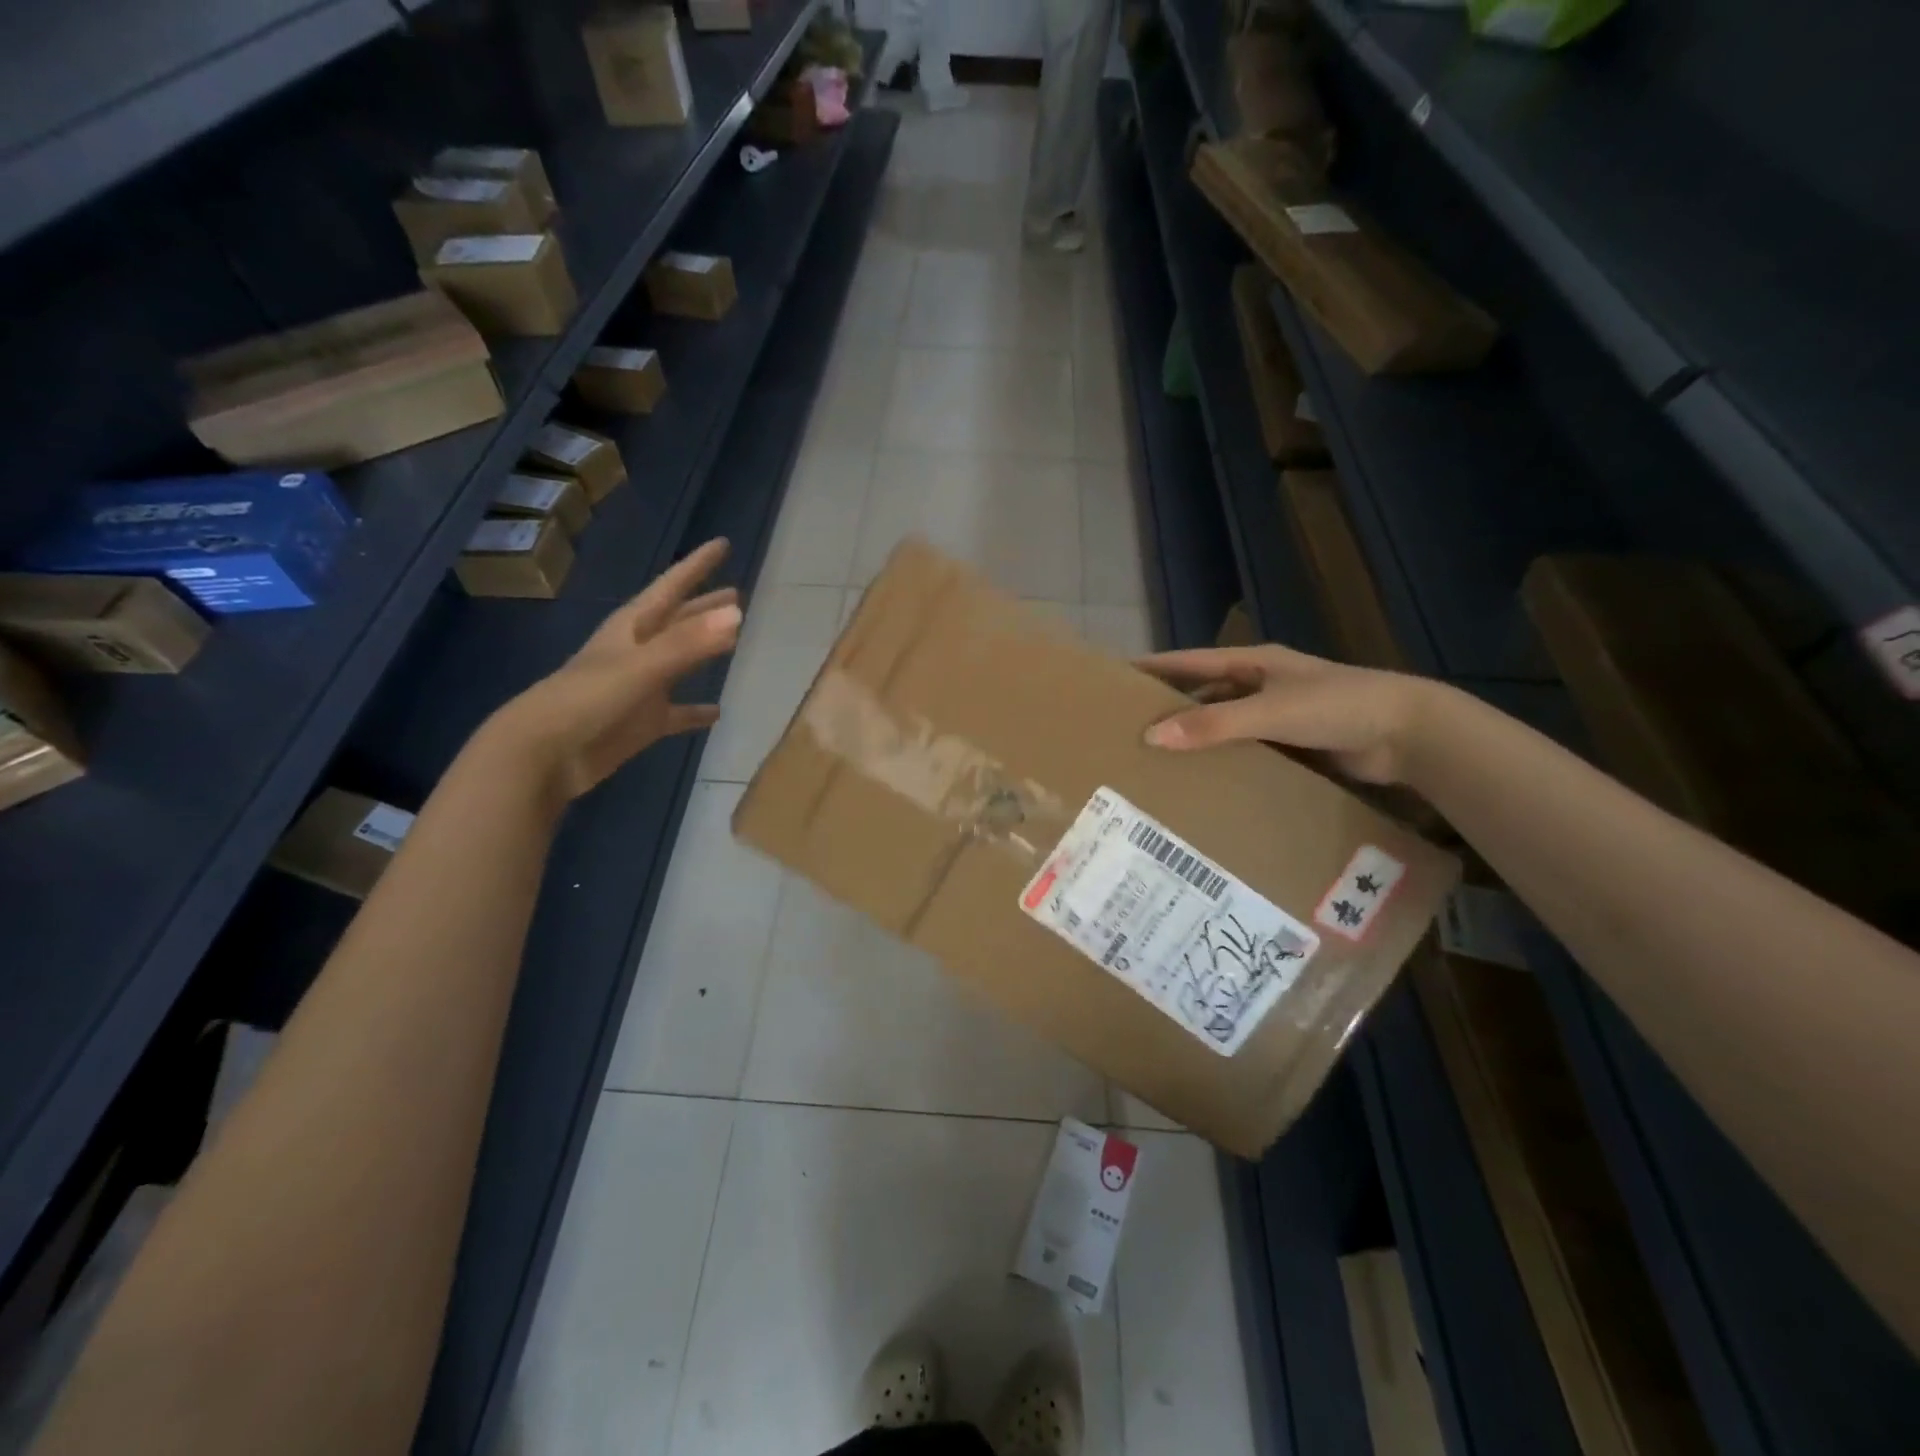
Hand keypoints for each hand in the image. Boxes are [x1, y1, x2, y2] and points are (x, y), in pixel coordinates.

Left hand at [488, 538, 742, 801]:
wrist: (544, 754)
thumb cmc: (586, 700)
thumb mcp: (641, 666)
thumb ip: (689, 643)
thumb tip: (738, 615)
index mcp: (632, 629)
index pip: (671, 588)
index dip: (696, 566)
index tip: (723, 545)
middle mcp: (637, 652)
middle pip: (677, 621)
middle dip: (703, 606)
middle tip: (736, 594)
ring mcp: (640, 688)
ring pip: (679, 662)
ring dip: (702, 651)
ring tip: (734, 641)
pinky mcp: (641, 723)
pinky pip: (677, 713)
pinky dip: (695, 712)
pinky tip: (717, 713)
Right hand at [1136, 644, 1435, 784]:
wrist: (1409, 734)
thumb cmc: (1338, 707)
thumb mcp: (1271, 712)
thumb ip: (1214, 724)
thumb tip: (1152, 735)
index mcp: (1254, 664)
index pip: (1191, 662)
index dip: (1154, 668)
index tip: (1116, 677)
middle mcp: (1261, 685)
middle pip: (1204, 694)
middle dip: (1170, 709)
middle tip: (1128, 730)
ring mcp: (1278, 716)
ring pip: (1224, 725)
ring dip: (1198, 739)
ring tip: (1157, 762)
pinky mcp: (1293, 745)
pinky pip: (1247, 750)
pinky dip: (1225, 761)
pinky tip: (1203, 781)